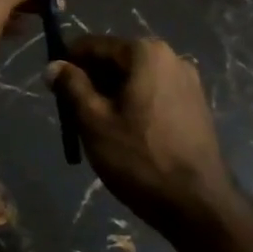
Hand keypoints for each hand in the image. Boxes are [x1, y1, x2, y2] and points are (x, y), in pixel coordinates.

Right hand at [47, 36, 234, 230]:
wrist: (200, 206)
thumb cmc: (140, 159)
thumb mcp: (94, 122)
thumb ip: (71, 87)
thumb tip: (53, 66)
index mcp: (145, 53)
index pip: (94, 45)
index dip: (69, 63)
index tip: (53, 86)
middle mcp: (171, 57)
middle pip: (117, 60)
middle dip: (92, 81)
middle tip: (74, 112)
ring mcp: (189, 82)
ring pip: (136, 79)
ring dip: (113, 95)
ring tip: (98, 127)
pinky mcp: (197, 106)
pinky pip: (155, 94)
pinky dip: (135, 105)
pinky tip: (127, 134)